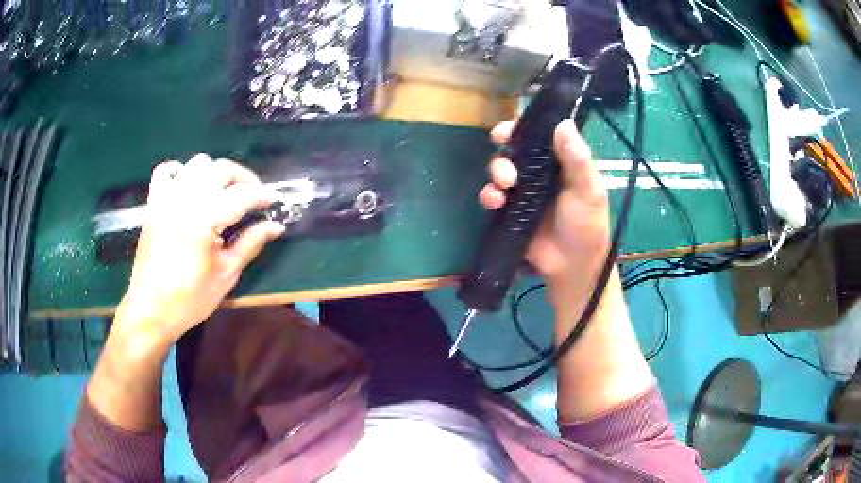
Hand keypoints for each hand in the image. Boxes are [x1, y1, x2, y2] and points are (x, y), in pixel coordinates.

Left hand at [114, 154, 283, 347]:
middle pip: (221, 169)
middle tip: (253, 197)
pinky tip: (189, 187)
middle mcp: (185, 200)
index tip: (274, 201)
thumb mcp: (226, 274)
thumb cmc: (190, 299)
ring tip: (223, 194)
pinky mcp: (154, 203)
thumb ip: (250, 244)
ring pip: (198, 163)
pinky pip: (166, 171)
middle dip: (243, 178)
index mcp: (204, 219)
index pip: (242, 195)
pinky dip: (180, 172)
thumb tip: (275, 226)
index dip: (262, 196)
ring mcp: (167, 198)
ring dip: (216, 173)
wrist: (151, 309)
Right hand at [479, 119, 609, 298]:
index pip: (540, 137)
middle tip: (501, 145)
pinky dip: (489, 195)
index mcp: (561, 163)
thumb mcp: (588, 191)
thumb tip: (563, 122)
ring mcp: (523, 192)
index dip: (523, 128)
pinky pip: (493, 196)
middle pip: (515, 150)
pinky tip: (495, 202)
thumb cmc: (586, 225)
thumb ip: (577, 159)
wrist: (571, 266)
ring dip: (497, 170)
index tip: (511, 127)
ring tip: (505, 184)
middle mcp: (539, 173)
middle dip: (505, 146)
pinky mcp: (509, 211)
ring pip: (501, 170)